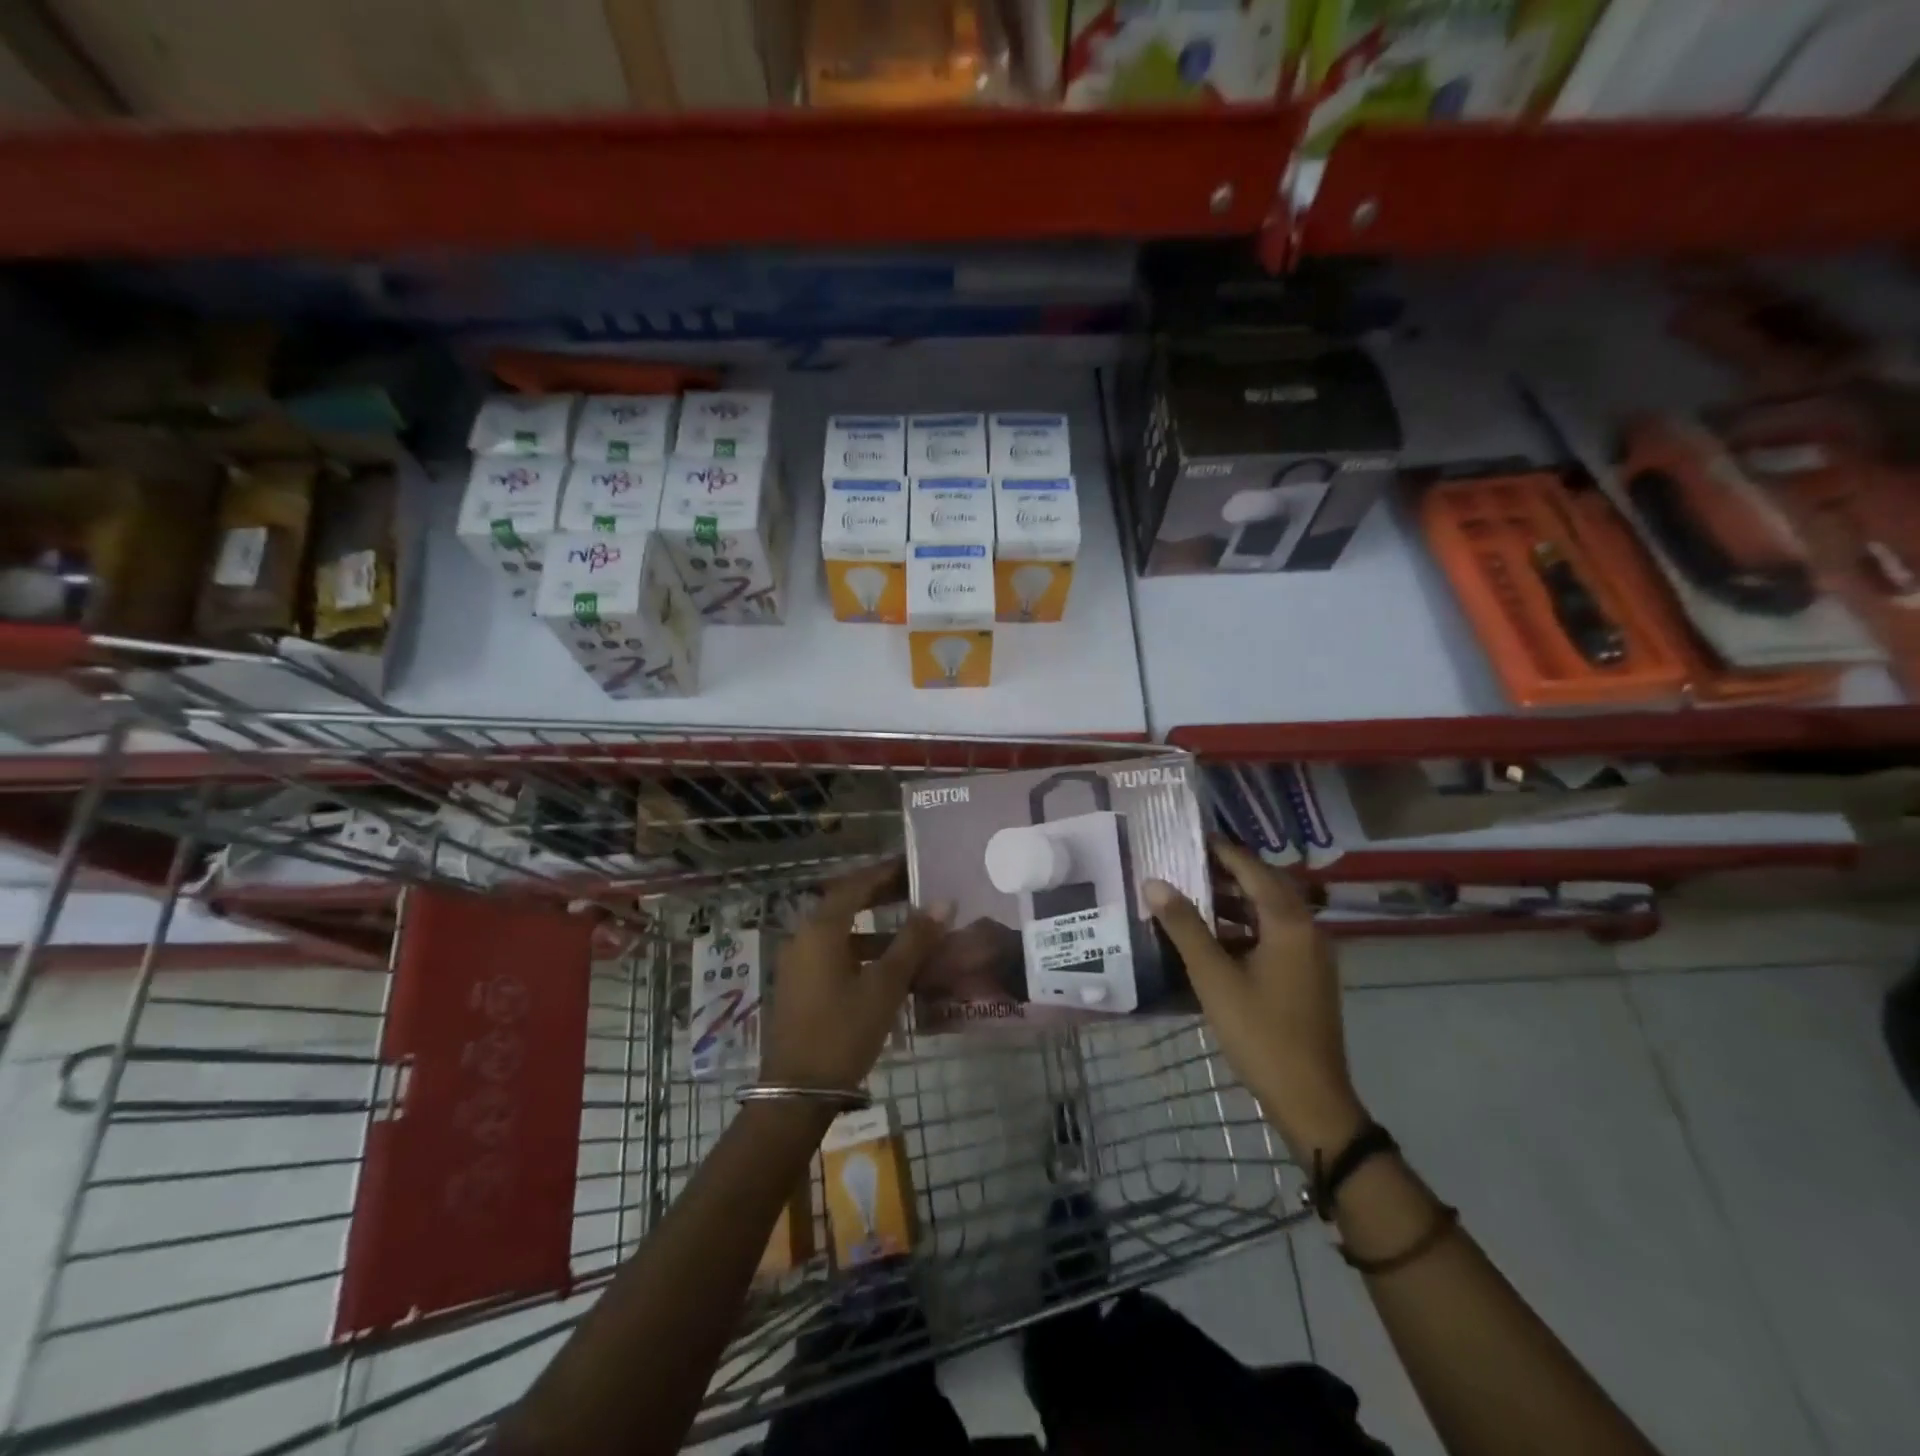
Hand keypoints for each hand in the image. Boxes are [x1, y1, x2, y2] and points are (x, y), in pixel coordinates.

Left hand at [760, 861, 952, 1092]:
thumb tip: (943, 902)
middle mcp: (804, 938)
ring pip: (843, 932)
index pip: (855, 885)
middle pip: (846, 904)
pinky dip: (864, 951)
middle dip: (881, 896)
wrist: (797, 1093)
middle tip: (917, 890)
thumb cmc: (843, 1031)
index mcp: (820, 929)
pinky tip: (892, 967)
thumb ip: (913, 941)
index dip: (885, 872)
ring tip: (914, 931)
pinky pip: (836, 954)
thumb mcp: (885, 985)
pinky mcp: (802, 987)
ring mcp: (799, 964)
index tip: (914, 864)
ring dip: (876, 927)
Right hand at [1144, 839, 1366, 1163]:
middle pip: (1266, 886)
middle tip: (1186, 862)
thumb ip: (1184, 927)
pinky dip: (1244, 927)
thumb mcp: (1214, 977)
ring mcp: (1311, 955)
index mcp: (1289, 923)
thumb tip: (1154, 883)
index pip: (1253, 870)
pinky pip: (1274, 935)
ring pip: (1270, 912)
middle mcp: (1307, 930)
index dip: (1222, 850)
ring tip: (1192, 894)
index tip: (1191, 836)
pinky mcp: (1307, 976)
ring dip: (1235, 900)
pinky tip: (1213, 937)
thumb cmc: (1260, 1032)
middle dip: (1227, 872)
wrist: (1310, 1098)